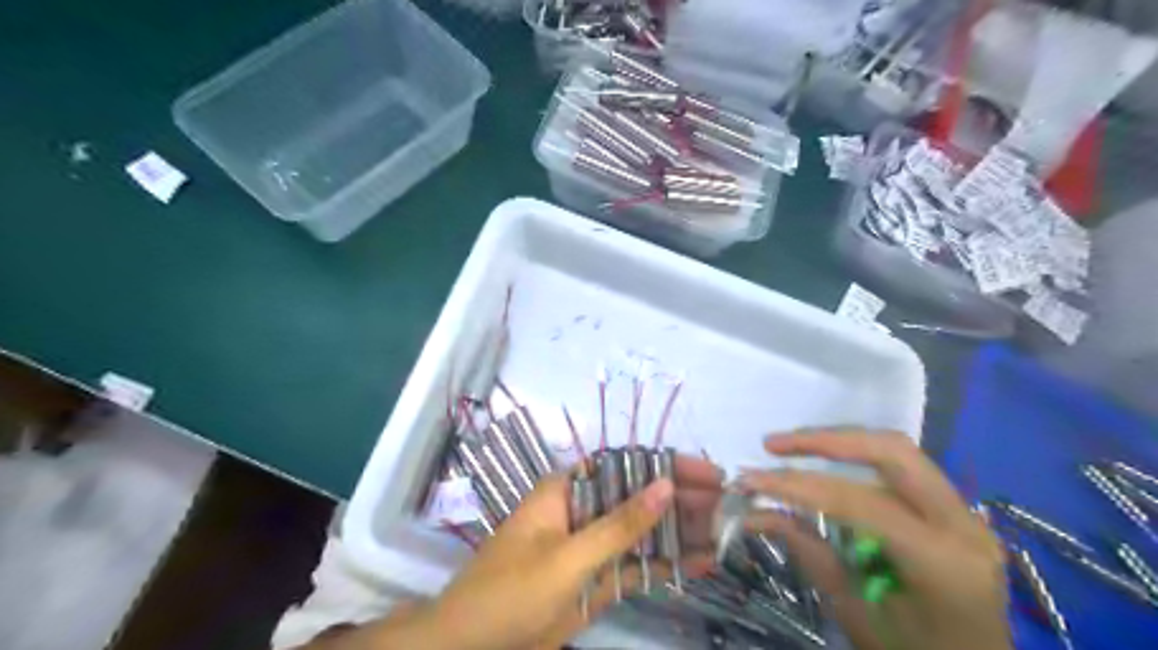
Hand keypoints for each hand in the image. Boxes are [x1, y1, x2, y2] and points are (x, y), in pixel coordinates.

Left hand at [399, 454, 720, 649]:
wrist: (471, 648)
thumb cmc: (510, 591)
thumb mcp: (567, 556)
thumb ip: (619, 524)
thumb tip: (666, 484)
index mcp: (567, 491)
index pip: (624, 466)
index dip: (666, 465)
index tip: (709, 473)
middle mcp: (583, 512)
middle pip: (639, 498)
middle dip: (681, 500)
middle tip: (728, 505)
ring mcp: (591, 548)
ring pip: (642, 533)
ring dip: (679, 532)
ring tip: (725, 532)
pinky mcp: (597, 581)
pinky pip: (636, 568)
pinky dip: (666, 566)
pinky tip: (701, 563)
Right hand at [737, 429, 1011, 649]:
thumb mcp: (857, 614)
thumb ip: (810, 553)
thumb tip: (753, 514)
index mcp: (942, 562)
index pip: (859, 503)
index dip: (799, 486)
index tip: (750, 480)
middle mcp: (963, 525)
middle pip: (890, 452)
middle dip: (825, 441)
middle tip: (772, 446)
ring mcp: (964, 513)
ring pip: (897, 451)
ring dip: (839, 442)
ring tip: (789, 447)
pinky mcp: (953, 510)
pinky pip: (901, 468)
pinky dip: (856, 458)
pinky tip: (825, 461)